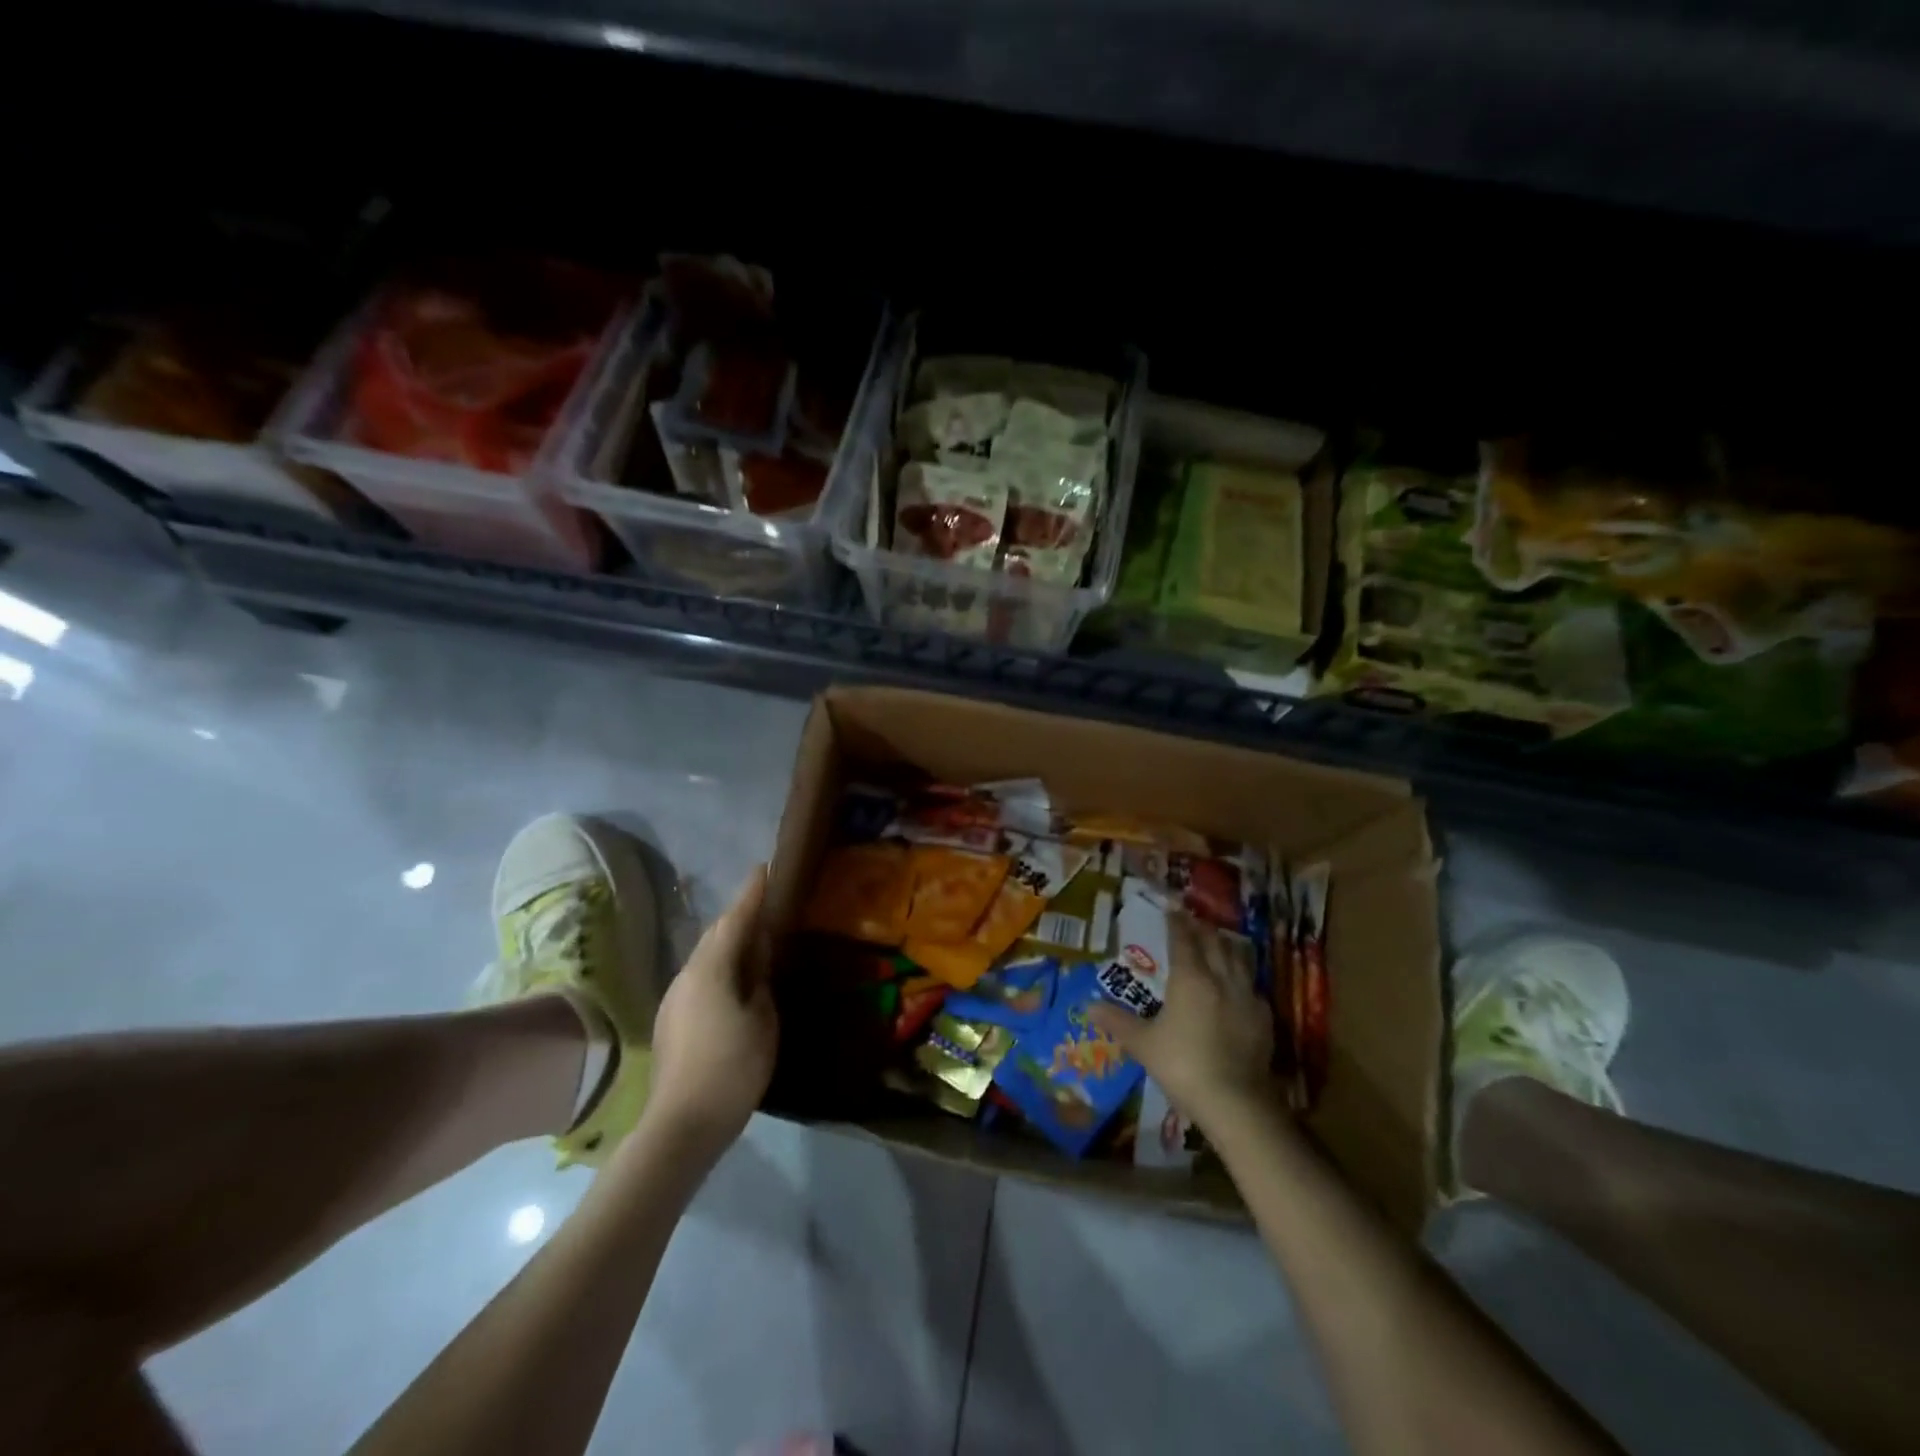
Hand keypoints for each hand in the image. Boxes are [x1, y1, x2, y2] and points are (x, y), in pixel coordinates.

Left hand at [642, 866, 777, 1157]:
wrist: (681, 1125)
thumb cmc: (732, 1068)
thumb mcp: (763, 1020)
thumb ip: (761, 981)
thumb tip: (757, 959)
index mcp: (711, 969)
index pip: (735, 919)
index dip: (751, 893)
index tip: (764, 868)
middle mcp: (687, 975)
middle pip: (715, 935)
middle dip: (739, 916)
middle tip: (765, 906)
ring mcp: (674, 998)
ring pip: (705, 957)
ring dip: (728, 944)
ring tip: (754, 944)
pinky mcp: (670, 1021)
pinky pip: (699, 979)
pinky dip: (719, 969)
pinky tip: (734, 983)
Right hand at [1088, 917, 1277, 1132]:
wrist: (1236, 1102)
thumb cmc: (1183, 1065)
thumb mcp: (1143, 1045)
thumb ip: (1118, 1022)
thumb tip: (1089, 1007)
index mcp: (1190, 978)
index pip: (1183, 940)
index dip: (1176, 923)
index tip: (1172, 910)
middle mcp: (1221, 978)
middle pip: (1214, 943)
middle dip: (1203, 929)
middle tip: (1193, 922)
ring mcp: (1247, 997)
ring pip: (1239, 960)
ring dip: (1226, 947)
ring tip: (1218, 943)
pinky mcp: (1264, 1019)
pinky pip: (1252, 987)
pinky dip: (1243, 978)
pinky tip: (1239, 987)